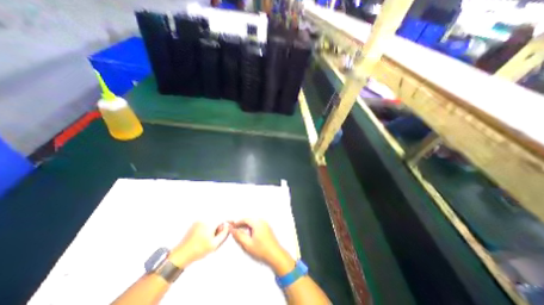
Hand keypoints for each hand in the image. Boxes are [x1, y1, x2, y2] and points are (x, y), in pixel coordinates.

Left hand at [169, 222, 228, 268]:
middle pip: (217, 219)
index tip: (232, 222)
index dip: (229, 220)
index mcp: (209, 223)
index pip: (223, 217)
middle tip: (218, 236)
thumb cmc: (197, 250)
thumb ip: (223, 234)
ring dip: (213, 228)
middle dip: (219, 226)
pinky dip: (208, 228)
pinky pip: (205, 224)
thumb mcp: (214, 244)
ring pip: (211, 221)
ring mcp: (198, 221)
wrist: (180, 255)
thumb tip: (227, 227)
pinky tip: (204, 238)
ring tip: (209, 239)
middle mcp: (204, 219)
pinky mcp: (194, 225)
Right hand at [231, 218, 295, 274]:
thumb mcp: (247, 244)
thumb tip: (232, 230)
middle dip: (241, 225)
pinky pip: (257, 226)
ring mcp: (265, 224)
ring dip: (246, 227)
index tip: (231, 227)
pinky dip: (251, 229)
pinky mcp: (267, 228)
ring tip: (242, 236)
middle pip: (249, 220)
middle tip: (235, 232)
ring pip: (253, 223)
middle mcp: (262, 221)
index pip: (245, 219)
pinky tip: (250, 237)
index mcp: (257, 223)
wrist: (276, 255)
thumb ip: (239, 235)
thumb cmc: (262, 250)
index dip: (237, 223)